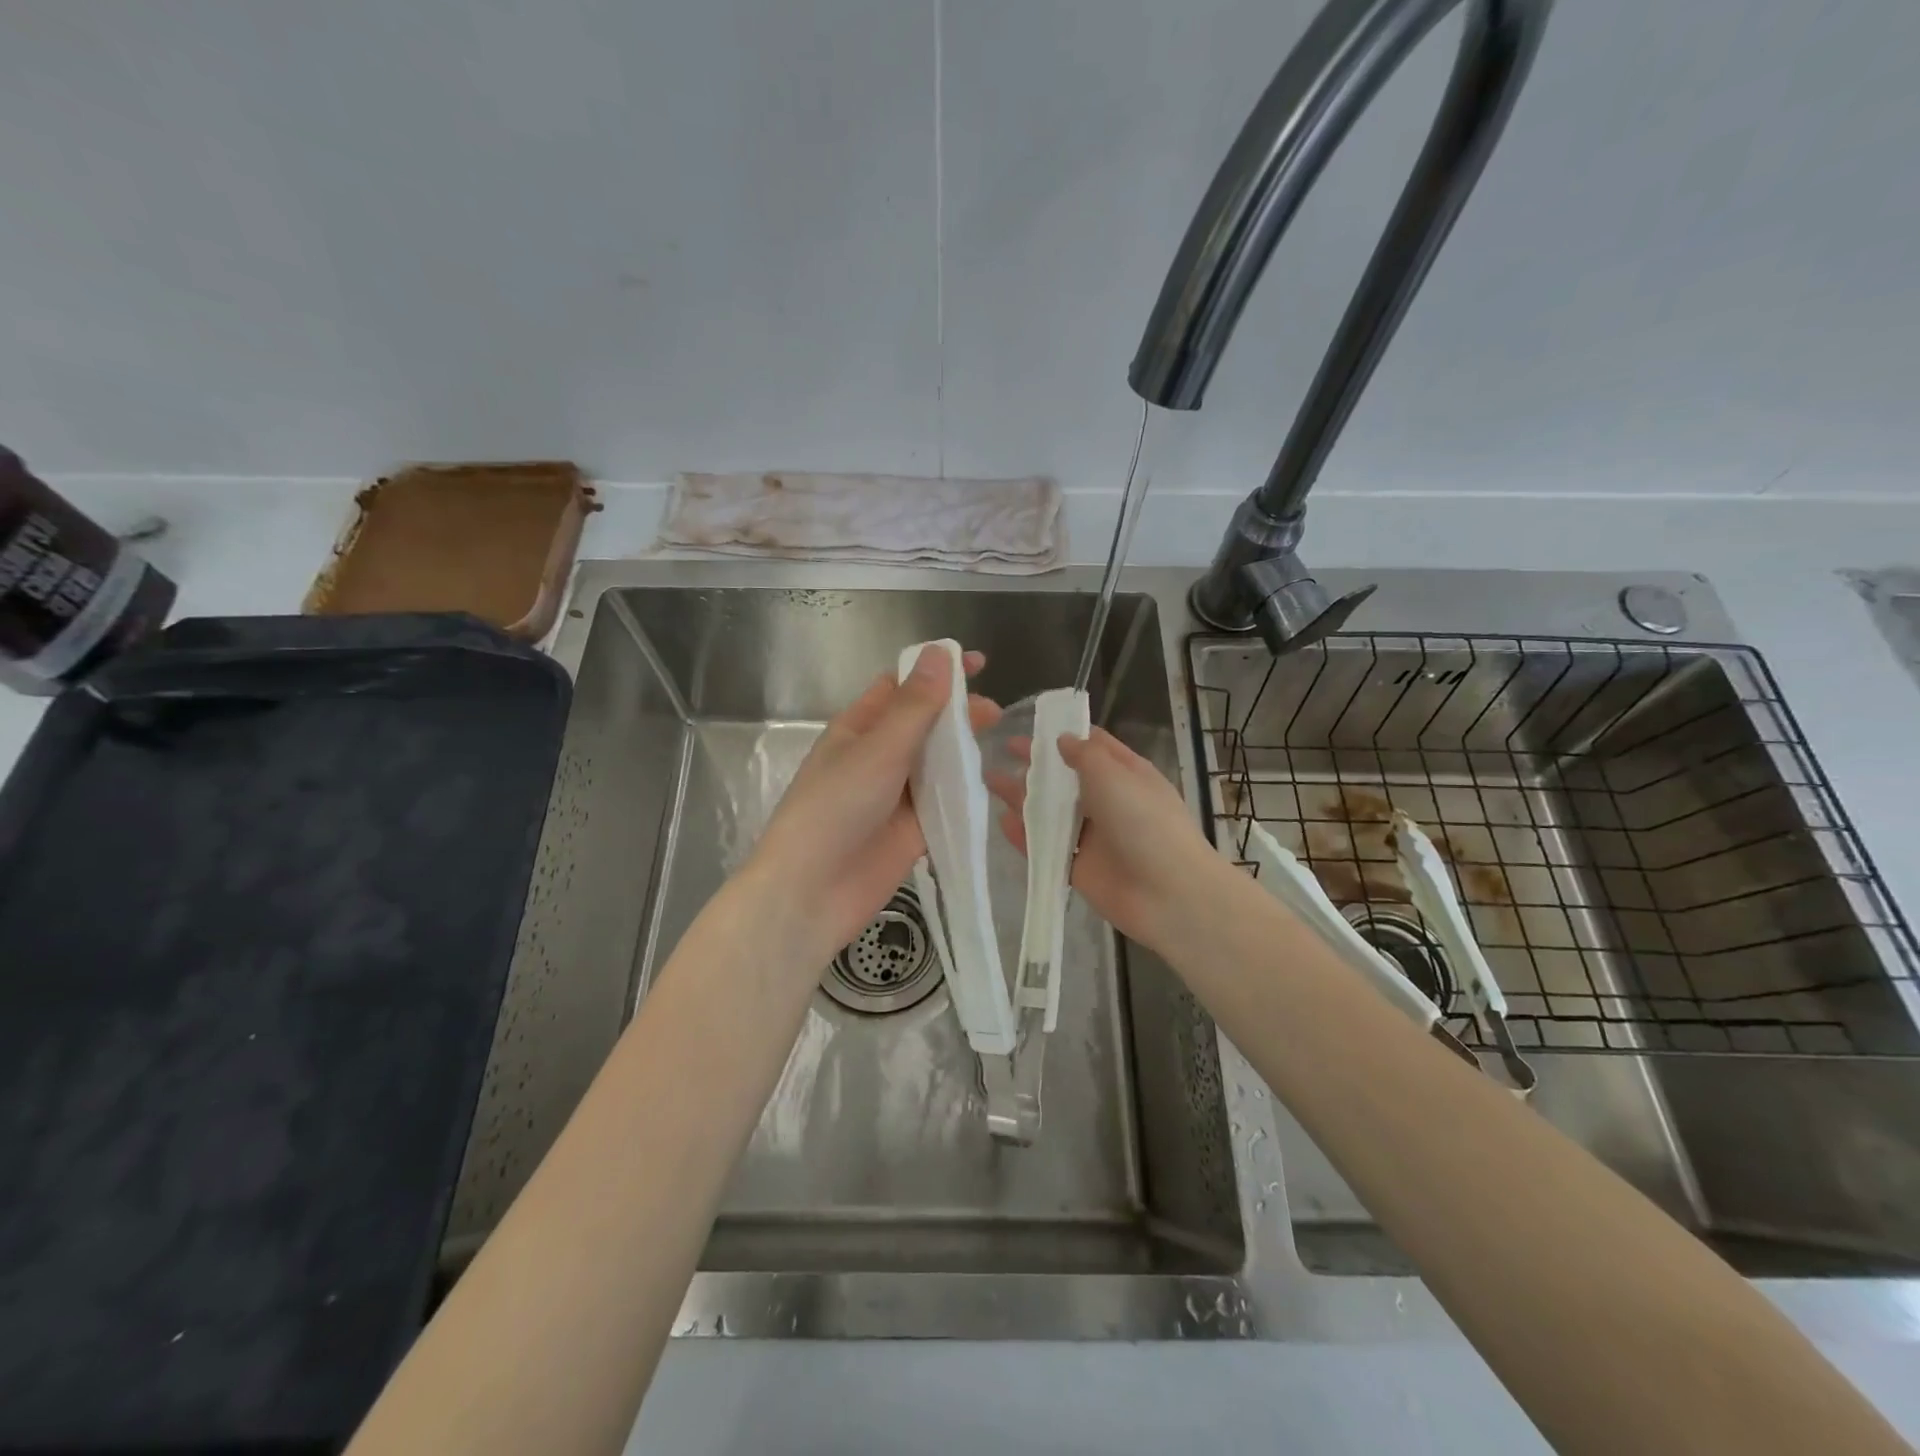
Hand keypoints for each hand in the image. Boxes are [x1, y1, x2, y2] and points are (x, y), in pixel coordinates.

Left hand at [741, 645, 1000, 971]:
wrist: (812, 892)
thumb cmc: (836, 809)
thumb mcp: (877, 750)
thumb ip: (914, 706)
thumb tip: (939, 653)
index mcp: (860, 727)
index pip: (902, 686)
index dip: (936, 670)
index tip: (977, 662)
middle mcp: (880, 756)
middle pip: (925, 724)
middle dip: (957, 712)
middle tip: (993, 712)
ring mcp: (898, 794)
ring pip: (938, 762)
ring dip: (964, 750)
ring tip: (997, 742)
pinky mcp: (915, 830)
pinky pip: (944, 802)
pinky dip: (965, 791)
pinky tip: (992, 782)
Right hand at [989, 726, 1216, 948]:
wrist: (1168, 893)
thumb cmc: (1143, 821)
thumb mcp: (1114, 774)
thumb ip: (1084, 754)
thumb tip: (1062, 740)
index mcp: (1126, 774)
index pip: (1093, 746)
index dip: (1063, 734)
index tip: (1031, 725)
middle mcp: (1109, 802)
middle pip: (1066, 779)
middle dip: (1036, 764)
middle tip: (1001, 751)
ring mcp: (1093, 837)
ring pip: (1053, 813)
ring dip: (1024, 797)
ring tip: (989, 781)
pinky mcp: (1079, 868)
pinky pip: (1047, 847)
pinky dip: (1025, 834)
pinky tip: (1001, 821)